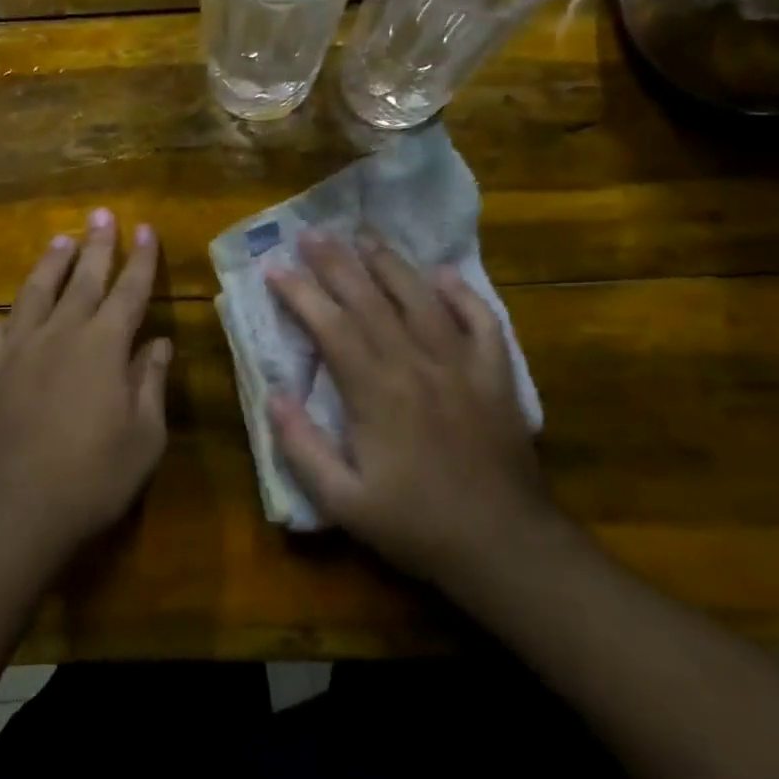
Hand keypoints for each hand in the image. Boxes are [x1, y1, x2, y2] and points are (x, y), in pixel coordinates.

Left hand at [0, 208, 172, 561]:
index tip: (145, 229)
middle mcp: (60, 334)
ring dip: (51, 264)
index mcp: (104, 346)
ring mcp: (16, 349)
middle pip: (83, 279)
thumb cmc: (91, 478)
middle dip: (97, 245)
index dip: (140, 259)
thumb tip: (161, 344)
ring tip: (61, 239)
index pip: (129, 291)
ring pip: (36, 292)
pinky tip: (9, 313)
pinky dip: (8, 317)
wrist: (10, 507)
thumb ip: (151, 384)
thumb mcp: (144, 438)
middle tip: (102, 214)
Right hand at [266, 231, 553, 585]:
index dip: (300, 293)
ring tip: (365, 235)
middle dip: (337, 263)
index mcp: (375, 392)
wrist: (504, 546)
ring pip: (420, 299)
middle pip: (370, 300)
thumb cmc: (415, 525)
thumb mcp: (343, 502)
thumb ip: (302, 447)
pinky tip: (443, 274)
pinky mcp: (496, 375)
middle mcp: (416, 364)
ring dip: (390, 263)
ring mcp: (461, 365)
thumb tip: (274, 395)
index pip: (330, 326)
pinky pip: (481, 320)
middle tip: (313, 232)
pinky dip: (462, 293)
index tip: (275, 268)